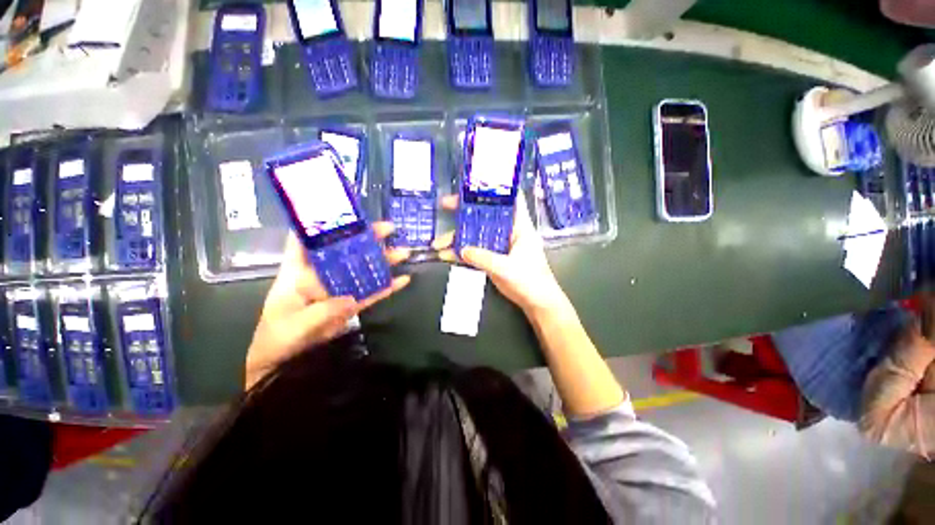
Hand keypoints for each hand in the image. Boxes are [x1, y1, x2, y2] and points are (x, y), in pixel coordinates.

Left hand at [245, 223, 410, 389]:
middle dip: (367, 238)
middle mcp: (323, 275)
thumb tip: (350, 299)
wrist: (283, 361)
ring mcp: (340, 288)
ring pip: (364, 269)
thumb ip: (320, 312)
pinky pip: (372, 292)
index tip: (345, 211)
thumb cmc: (277, 337)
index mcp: (300, 272)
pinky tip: (404, 279)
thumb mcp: (294, 325)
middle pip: (346, 251)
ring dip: (384, 260)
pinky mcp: (352, 303)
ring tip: (404, 251)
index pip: (308, 240)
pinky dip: (388, 286)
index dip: (322, 222)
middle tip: (390, 228)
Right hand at [432, 192, 567, 313]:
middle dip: (465, 211)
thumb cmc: (530, 281)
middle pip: (485, 215)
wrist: (536, 303)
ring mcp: (499, 246)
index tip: (475, 183)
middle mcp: (508, 232)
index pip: (510, 199)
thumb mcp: (507, 268)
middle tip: (445, 205)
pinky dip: (461, 254)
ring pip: (476, 235)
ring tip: (437, 244)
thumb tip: (461, 250)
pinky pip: (475, 252)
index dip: (495, 188)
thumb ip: (483, 258)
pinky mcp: (493, 259)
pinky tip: (446, 256)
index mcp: (519, 227)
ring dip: (458, 238)